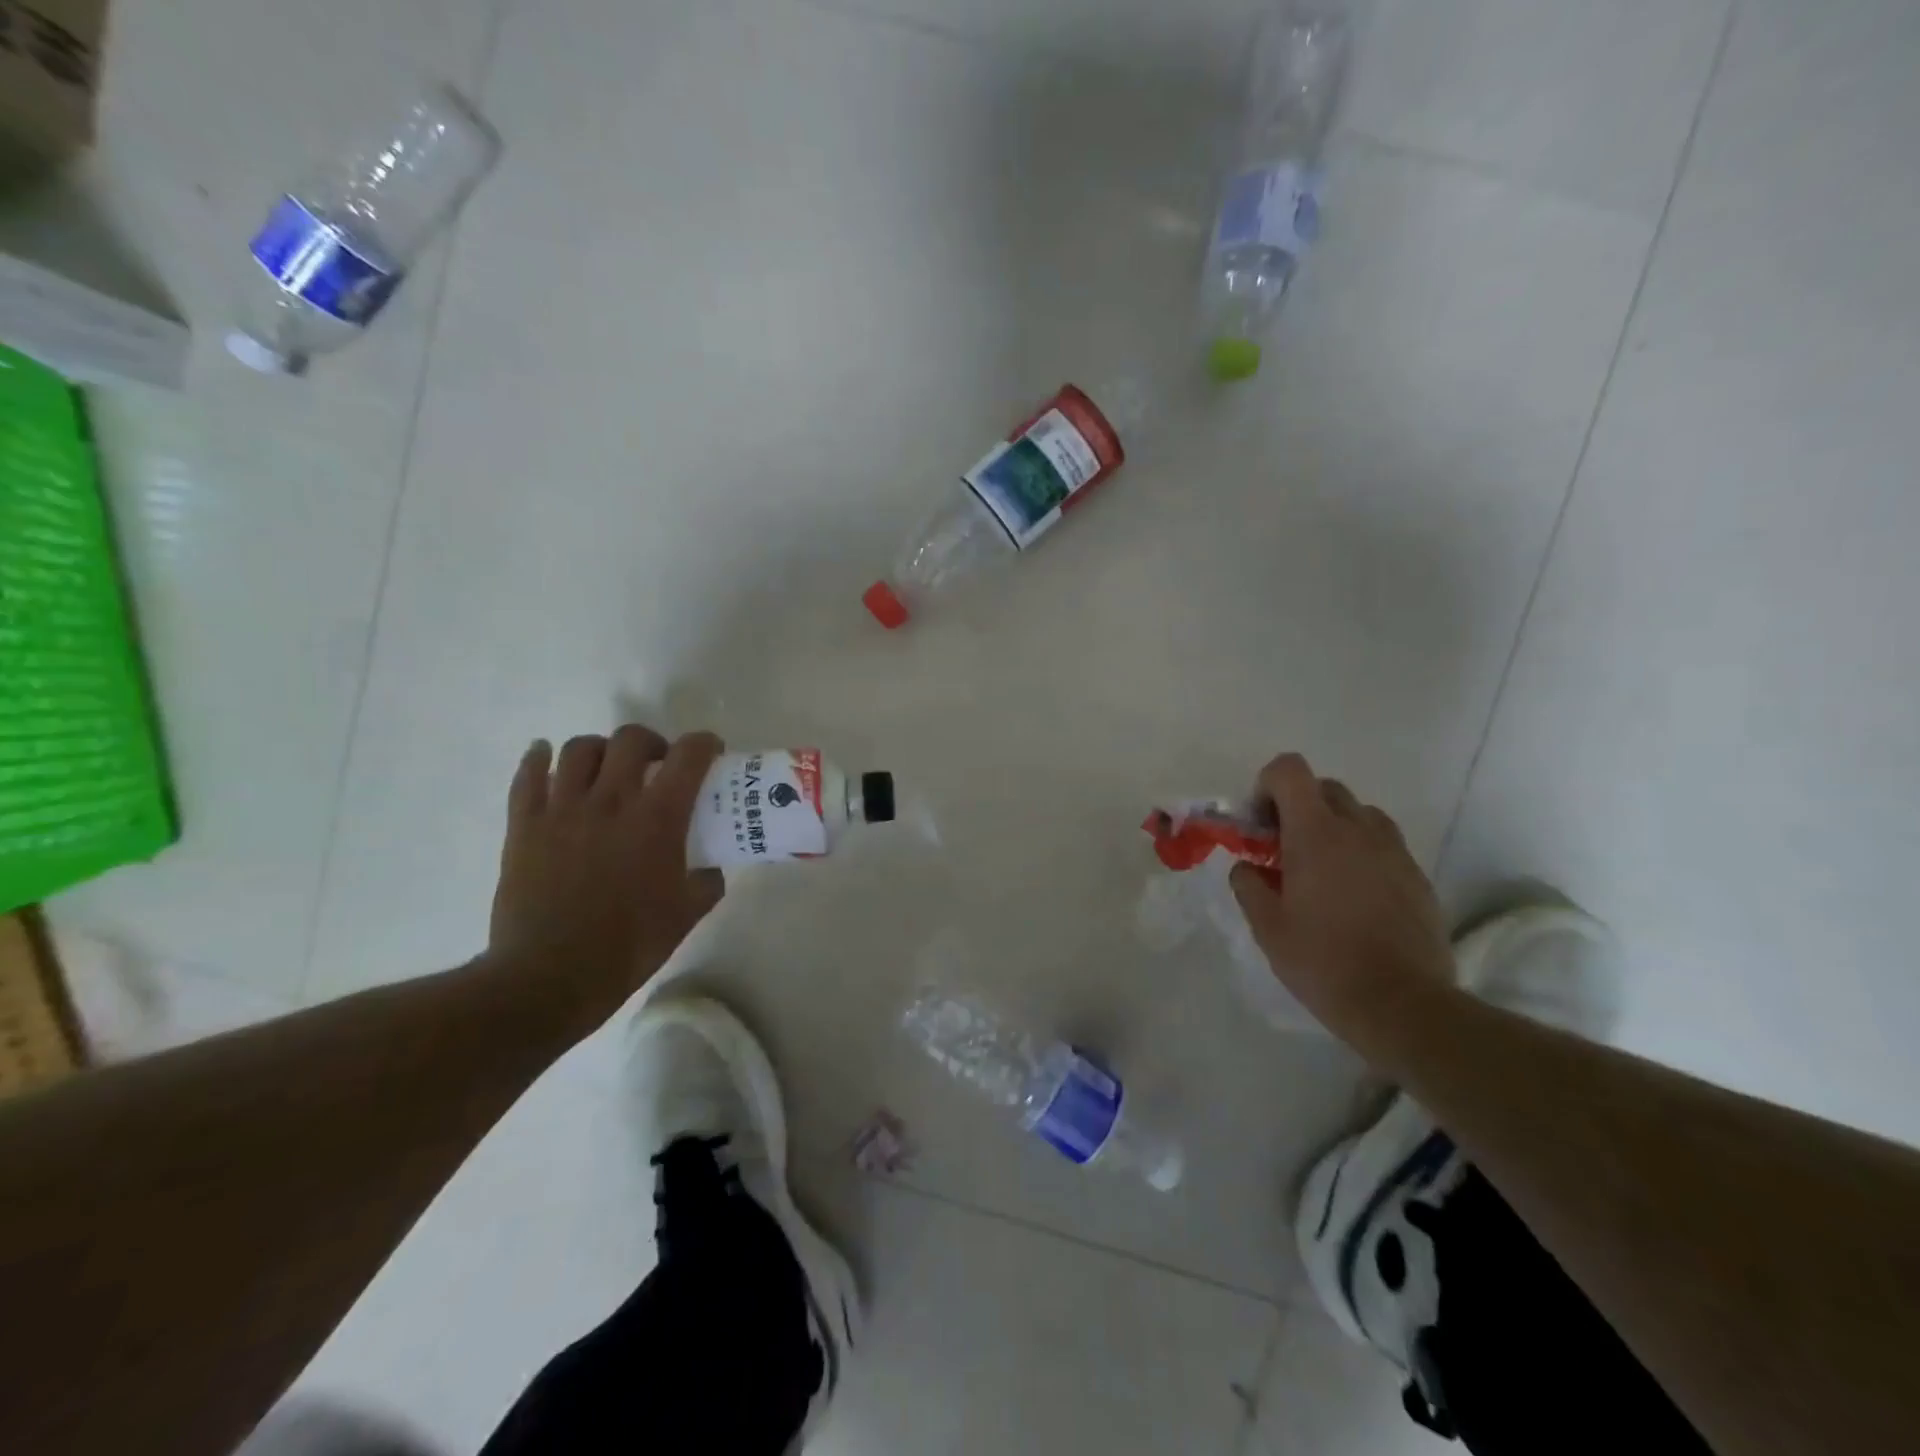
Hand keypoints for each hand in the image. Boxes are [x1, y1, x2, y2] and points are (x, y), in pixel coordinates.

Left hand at [488, 726, 724, 1024]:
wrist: (549, 977)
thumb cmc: (628, 946)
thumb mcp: (686, 915)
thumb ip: (706, 882)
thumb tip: (710, 869)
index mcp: (657, 819)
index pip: (688, 756)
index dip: (704, 744)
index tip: (710, 751)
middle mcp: (611, 801)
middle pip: (630, 739)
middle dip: (651, 742)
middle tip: (656, 764)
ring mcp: (562, 810)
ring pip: (579, 749)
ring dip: (600, 750)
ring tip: (606, 768)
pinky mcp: (524, 826)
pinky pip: (527, 776)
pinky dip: (539, 759)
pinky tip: (546, 758)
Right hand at [1230, 753, 1453, 1050]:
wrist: (1403, 1005)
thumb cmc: (1323, 961)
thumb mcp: (1267, 926)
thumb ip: (1248, 885)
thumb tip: (1247, 867)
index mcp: (1315, 833)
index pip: (1290, 770)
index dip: (1267, 785)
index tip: (1260, 823)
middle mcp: (1358, 829)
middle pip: (1325, 788)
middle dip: (1298, 807)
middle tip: (1284, 849)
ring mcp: (1394, 851)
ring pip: (1359, 814)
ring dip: (1333, 827)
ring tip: (1321, 872)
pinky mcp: (1418, 876)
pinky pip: (1384, 845)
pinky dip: (1362, 854)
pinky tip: (1354, 897)